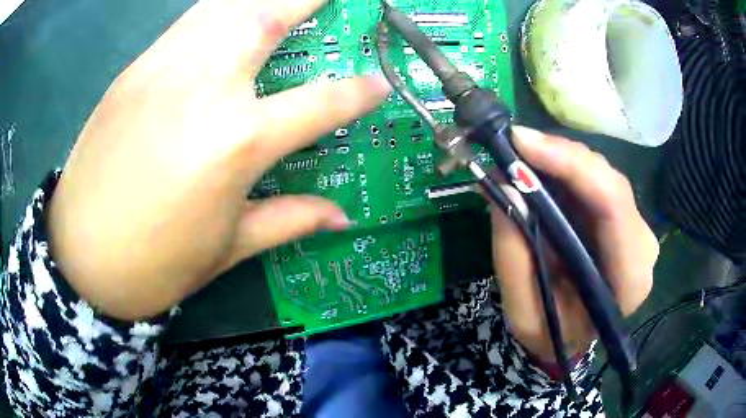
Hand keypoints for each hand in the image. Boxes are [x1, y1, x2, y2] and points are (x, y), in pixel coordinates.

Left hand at [47, 0, 390, 319]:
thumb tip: (343, 217)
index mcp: (236, 143)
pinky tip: (230, 14)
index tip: (378, 84)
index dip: (358, 92)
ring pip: (223, 7)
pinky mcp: (134, 70)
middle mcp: (203, 87)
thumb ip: (290, 218)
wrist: (81, 260)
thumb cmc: (156, 266)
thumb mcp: (228, 249)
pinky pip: (187, 22)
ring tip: (283, 1)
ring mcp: (162, 70)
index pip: (320, 103)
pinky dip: (218, 9)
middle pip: (267, 17)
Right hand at [491, 127, 658, 361]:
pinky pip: (596, 181)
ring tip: (520, 158)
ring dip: (560, 161)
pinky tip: (539, 170)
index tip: (521, 144)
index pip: (613, 206)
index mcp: (629, 279)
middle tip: (513, 146)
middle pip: (609, 182)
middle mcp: (642, 246)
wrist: (573, 338)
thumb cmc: (553, 335)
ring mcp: (635, 229)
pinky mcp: (622, 218)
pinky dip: (564, 170)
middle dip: (561, 157)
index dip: (571, 165)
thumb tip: (502, 187)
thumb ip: (514, 256)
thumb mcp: (523, 314)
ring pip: (602, 175)